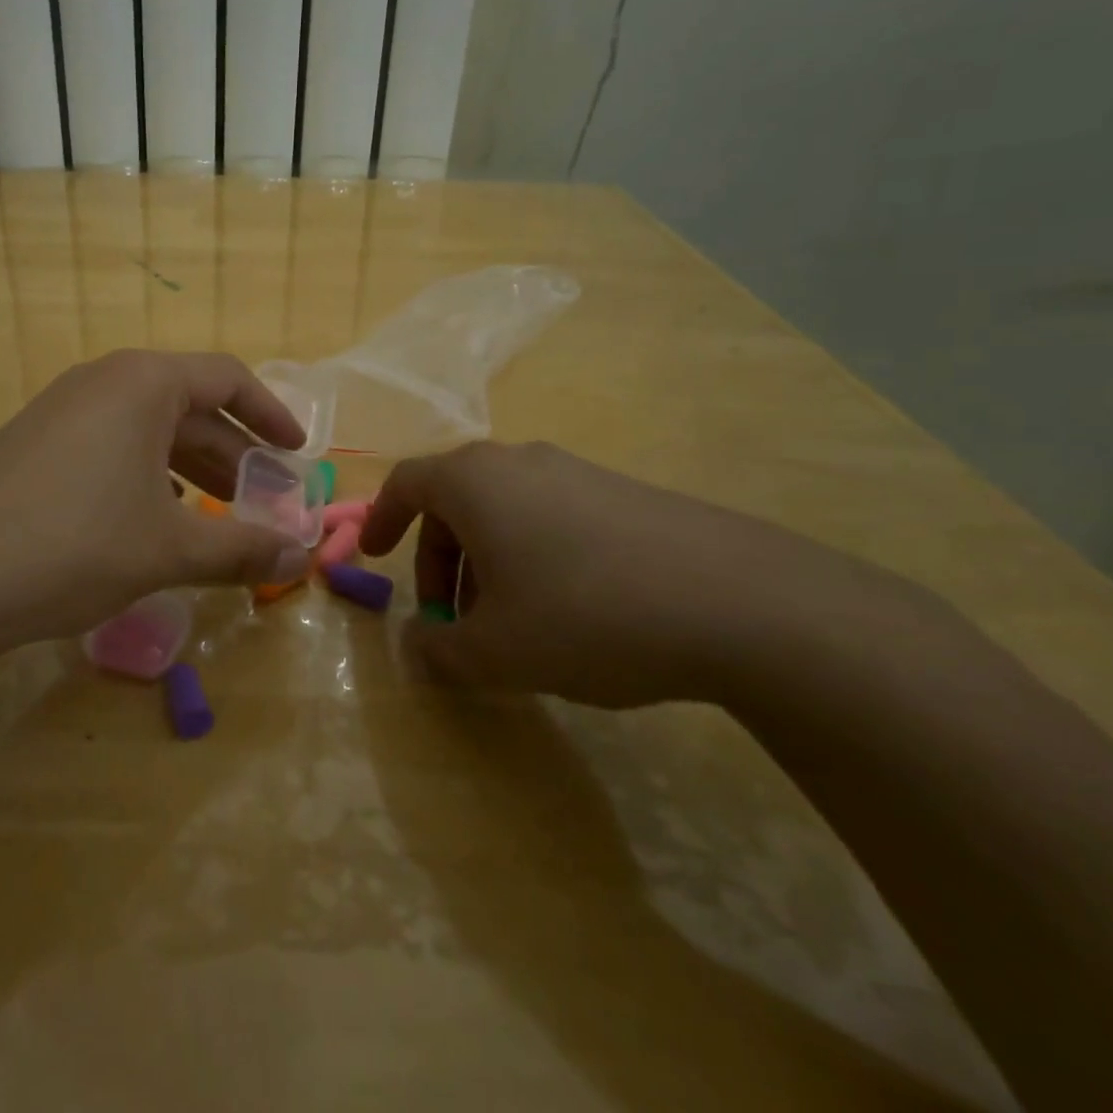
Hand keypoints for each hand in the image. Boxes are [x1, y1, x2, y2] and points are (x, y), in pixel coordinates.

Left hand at [0, 350, 309, 655]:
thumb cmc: (74, 544)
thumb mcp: (168, 549)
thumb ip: (241, 549)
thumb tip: (302, 557)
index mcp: (143, 383)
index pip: (227, 377)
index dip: (270, 414)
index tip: (297, 451)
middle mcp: (103, 382)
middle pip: (188, 405)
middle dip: (232, 452)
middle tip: (263, 498)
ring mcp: (62, 410)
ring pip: (147, 429)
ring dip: (190, 467)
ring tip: (216, 513)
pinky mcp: (35, 444)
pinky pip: (111, 446)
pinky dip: (146, 476)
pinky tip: (152, 517)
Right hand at [360, 441, 926, 707]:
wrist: (739, 601)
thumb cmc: (584, 614)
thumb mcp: (495, 651)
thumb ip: (439, 650)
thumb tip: (417, 645)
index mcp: (474, 481)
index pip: (406, 484)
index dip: (380, 519)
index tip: (373, 556)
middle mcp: (519, 462)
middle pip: (455, 501)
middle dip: (440, 560)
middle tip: (450, 618)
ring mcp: (576, 472)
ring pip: (506, 511)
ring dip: (487, 562)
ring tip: (509, 623)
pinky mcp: (624, 493)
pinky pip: (552, 516)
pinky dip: (533, 556)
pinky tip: (567, 611)